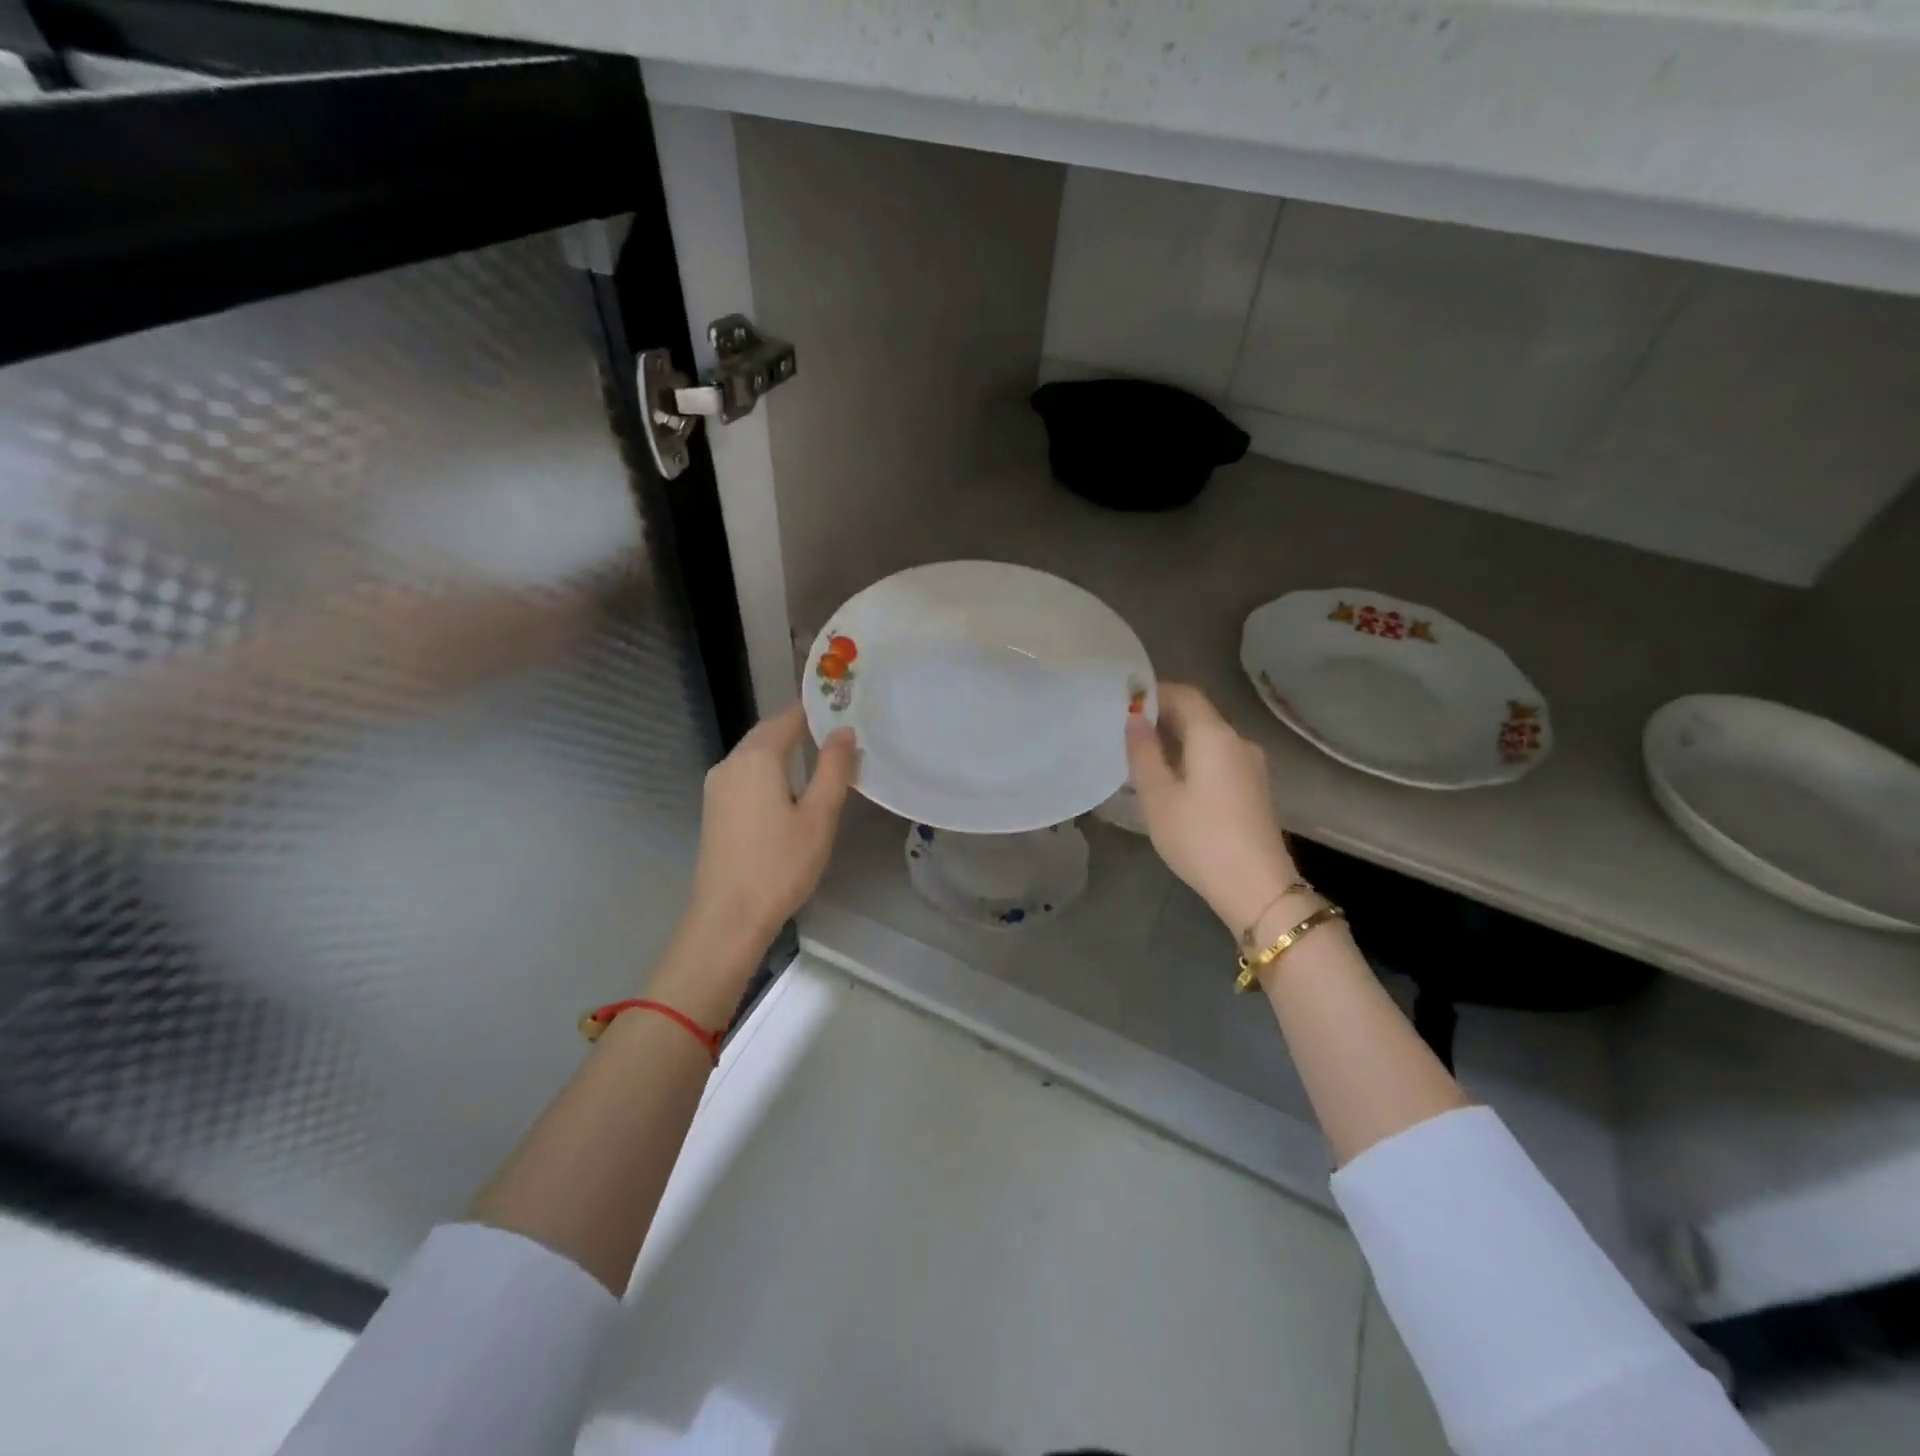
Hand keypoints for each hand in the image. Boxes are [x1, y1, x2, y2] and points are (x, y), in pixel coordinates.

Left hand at [676, 703, 857, 967]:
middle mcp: (730, 763)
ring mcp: (717, 786)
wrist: (727, 917)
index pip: (788, 717)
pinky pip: (746, 773)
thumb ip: (834, 769)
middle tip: (839, 731)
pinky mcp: (714, 807)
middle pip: (768, 733)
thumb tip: (844, 732)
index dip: (817, 710)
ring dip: (785, 749)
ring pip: (755, 753)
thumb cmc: (780, 865)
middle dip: (801, 728)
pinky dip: (770, 769)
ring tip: (821, 756)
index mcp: (756, 758)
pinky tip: (790, 786)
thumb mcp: (819, 816)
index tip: (845, 707)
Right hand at [1125, 682, 1300, 940]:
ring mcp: (1251, 765)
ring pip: (1209, 738)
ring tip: (1143, 755)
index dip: (1154, 691)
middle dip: (1163, 715)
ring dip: (1177, 738)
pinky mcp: (1255, 788)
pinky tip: (1172, 779)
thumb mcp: (1158, 796)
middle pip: (1199, 715)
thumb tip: (1134, 718)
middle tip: (1126, 729)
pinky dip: (1193, 757)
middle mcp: (1239, 741)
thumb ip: (1143, 752)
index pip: (1185, 694)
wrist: (1257, 888)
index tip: (1124, 700)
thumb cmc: (1199, 838)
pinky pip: (1219, 758)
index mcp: (1215, 736)